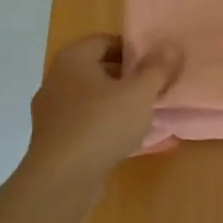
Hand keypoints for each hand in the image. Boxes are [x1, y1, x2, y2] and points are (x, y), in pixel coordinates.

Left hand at [22, 35, 182, 189]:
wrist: (60, 181)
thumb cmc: (101, 125)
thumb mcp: (139, 93)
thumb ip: (157, 69)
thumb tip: (171, 46)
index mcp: (73, 60)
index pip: (105, 40)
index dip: (132, 49)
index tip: (155, 64)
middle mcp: (57, 80)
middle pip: (98, 69)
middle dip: (127, 77)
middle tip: (154, 88)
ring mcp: (52, 112)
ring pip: (92, 98)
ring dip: (117, 104)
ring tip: (144, 115)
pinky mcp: (54, 140)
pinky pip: (85, 123)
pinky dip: (105, 126)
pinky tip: (125, 140)